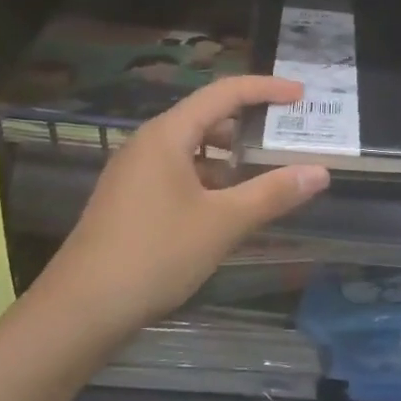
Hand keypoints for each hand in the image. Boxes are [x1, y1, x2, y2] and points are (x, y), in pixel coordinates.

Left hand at [42, 77, 328, 332]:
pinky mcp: (131, 200)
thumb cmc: (155, 255)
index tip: (301, 95)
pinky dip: (211, 177)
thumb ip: (273, 193)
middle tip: (290, 133)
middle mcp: (149, 144)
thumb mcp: (223, 223)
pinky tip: (229, 204)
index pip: (224, 93)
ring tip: (268, 169)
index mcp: (168, 135)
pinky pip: (179, 172)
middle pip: (208, 116)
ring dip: (231, 153)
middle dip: (251, 121)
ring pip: (193, 147)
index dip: (266, 89)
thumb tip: (320, 172)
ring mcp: (136, 173)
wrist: (79, 311)